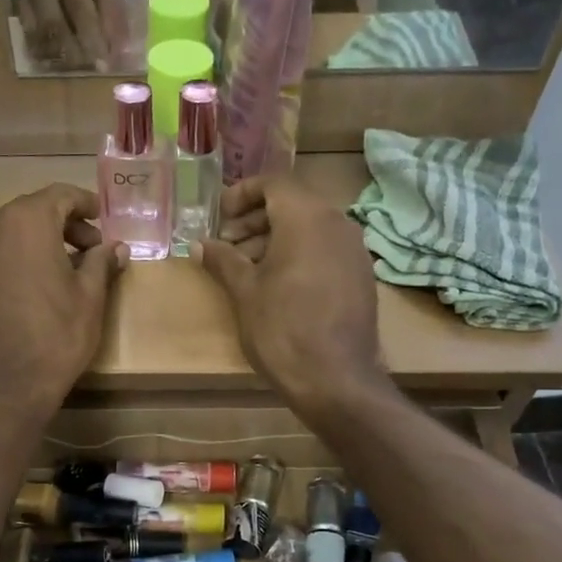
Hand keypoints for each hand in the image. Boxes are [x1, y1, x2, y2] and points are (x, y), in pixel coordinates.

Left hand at [0, 184, 126, 408]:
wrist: (8, 383)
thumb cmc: (58, 334)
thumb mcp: (91, 296)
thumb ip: (101, 262)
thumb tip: (115, 248)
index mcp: (27, 222)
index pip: (60, 195)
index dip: (86, 204)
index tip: (103, 221)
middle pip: (33, 211)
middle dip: (64, 224)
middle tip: (91, 249)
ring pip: (13, 234)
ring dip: (41, 243)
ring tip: (66, 270)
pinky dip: (19, 261)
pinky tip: (37, 289)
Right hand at [17, 0, 119, 70]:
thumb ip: (109, 6)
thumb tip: (115, 47)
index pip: (77, 5)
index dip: (90, 36)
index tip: (103, 63)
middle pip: (53, 22)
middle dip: (74, 51)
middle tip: (90, 69)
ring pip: (37, 30)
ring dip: (58, 53)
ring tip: (77, 67)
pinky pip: (28, 30)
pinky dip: (44, 48)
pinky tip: (59, 59)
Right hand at [194, 176, 382, 414]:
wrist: (335, 378)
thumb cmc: (282, 328)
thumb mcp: (245, 291)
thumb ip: (223, 260)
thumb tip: (200, 244)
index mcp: (307, 217)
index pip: (274, 183)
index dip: (243, 193)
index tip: (220, 216)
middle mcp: (337, 224)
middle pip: (293, 204)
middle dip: (257, 219)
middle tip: (228, 243)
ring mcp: (355, 251)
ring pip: (311, 228)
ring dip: (276, 238)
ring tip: (247, 266)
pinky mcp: (362, 276)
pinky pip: (326, 250)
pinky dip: (300, 255)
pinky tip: (278, 284)